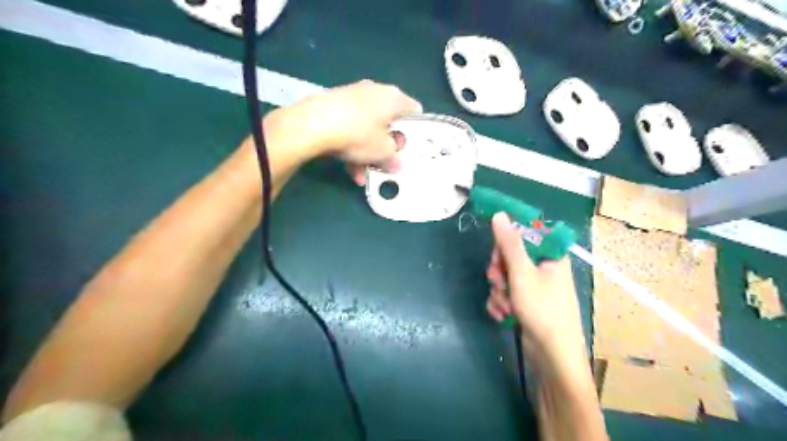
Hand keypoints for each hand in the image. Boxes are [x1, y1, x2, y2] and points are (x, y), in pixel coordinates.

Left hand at [265, 79, 423, 182]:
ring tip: (363, 175)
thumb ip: (394, 157)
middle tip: (385, 162)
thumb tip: (397, 163)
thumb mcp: (383, 152)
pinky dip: (352, 147)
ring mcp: (353, 97)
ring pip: (367, 128)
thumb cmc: (358, 135)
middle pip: (388, 122)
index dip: (414, 131)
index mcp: (394, 98)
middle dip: (386, 146)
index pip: (414, 111)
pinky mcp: (335, 105)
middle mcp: (375, 92)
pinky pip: (351, 128)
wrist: (313, 125)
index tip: (407, 148)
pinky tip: (349, 170)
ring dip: (367, 153)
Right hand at [483, 212, 585, 354]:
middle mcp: (543, 268)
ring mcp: (535, 287)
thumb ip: (509, 243)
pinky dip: (501, 302)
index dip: (507, 241)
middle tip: (498, 281)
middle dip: (499, 271)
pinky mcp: (527, 303)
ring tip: (505, 305)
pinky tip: (503, 315)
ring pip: (505, 276)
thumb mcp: (522, 273)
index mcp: (550, 256)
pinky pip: (507, 293)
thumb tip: (499, 214)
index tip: (496, 252)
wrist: (552, 356)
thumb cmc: (542, 310)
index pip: (525, 234)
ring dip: (499, 290)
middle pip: (511, 256)